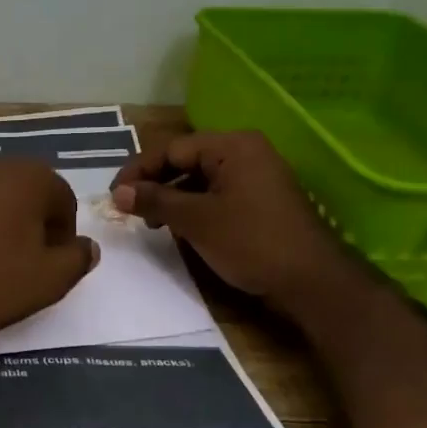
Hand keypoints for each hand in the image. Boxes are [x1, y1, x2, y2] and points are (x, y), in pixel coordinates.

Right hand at [109, 130, 358, 308]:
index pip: (171, 148)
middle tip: (129, 209)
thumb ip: (155, 201)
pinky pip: (217, 193)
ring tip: (151, 223)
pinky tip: (179, 227)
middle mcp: (245, 152)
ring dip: (172, 198)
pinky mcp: (260, 199)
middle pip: (185, 160)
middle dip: (155, 184)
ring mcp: (256, 176)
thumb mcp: (196, 220)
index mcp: (232, 146)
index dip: (138, 171)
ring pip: (200, 179)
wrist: (312, 281)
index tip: (114, 195)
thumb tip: (118, 193)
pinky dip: (194, 207)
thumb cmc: (251, 241)